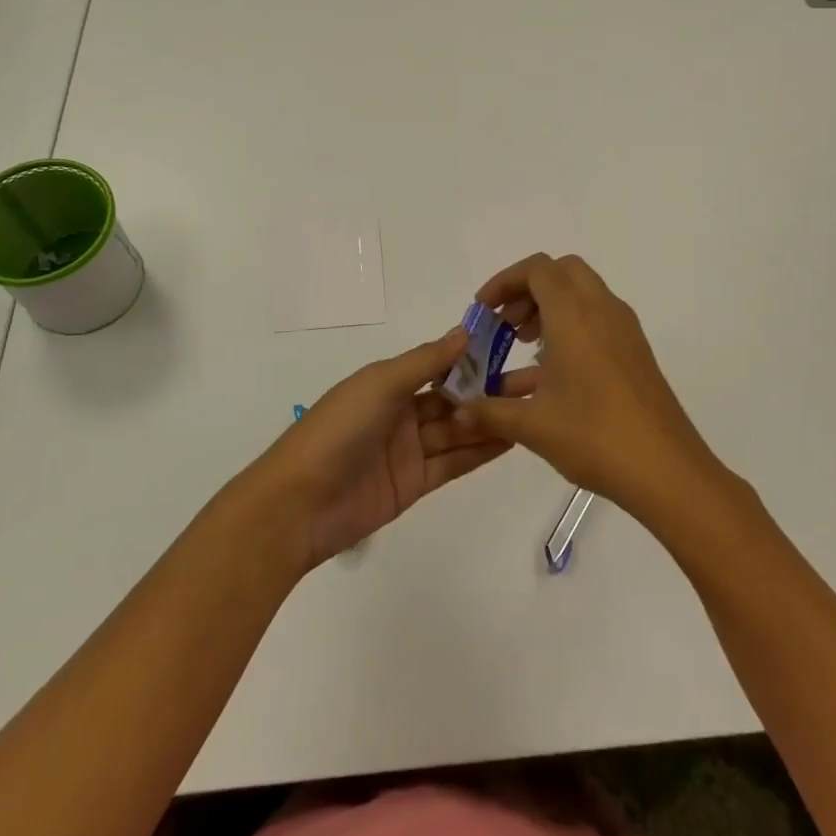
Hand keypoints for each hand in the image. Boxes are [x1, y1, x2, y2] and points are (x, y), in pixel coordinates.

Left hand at [247, 327, 511, 571]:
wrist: (298, 504)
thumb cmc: (337, 430)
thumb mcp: (380, 384)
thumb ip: (425, 361)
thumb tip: (465, 332)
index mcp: (389, 382)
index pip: (440, 365)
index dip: (474, 357)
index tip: (513, 347)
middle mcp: (402, 412)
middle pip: (455, 398)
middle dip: (492, 389)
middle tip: (537, 381)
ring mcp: (409, 450)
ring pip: (459, 431)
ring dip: (492, 420)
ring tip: (535, 408)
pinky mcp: (414, 484)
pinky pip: (453, 463)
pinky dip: (480, 451)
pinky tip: (512, 438)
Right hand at [451, 254, 725, 527]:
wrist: (666, 470)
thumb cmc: (594, 436)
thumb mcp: (532, 425)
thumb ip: (489, 412)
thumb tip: (458, 412)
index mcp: (574, 314)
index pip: (537, 269)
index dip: (504, 281)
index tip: (483, 312)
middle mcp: (602, 310)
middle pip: (561, 272)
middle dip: (528, 290)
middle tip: (506, 324)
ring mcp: (624, 330)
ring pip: (581, 295)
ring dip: (549, 309)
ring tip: (523, 348)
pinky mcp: (635, 351)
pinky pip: (597, 320)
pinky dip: (570, 328)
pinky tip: (551, 375)